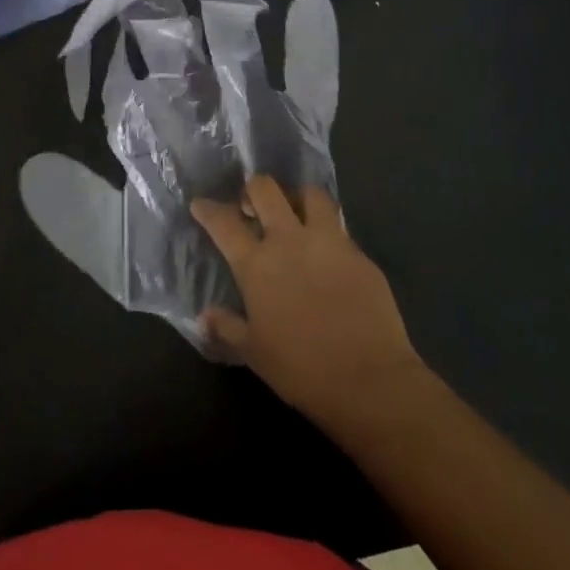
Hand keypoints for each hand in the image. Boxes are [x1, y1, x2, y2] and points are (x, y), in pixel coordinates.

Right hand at [192, 177, 424, 430]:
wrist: (369, 379)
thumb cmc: (301, 369)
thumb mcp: (254, 353)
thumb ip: (227, 328)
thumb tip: (204, 317)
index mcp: (258, 264)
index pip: (224, 223)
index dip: (209, 210)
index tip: (201, 205)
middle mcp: (290, 241)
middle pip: (266, 190)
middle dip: (253, 189)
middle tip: (251, 205)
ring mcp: (328, 242)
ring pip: (310, 195)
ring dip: (297, 198)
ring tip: (294, 214)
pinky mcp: (359, 253)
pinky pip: (339, 227)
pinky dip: (327, 230)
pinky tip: (327, 251)